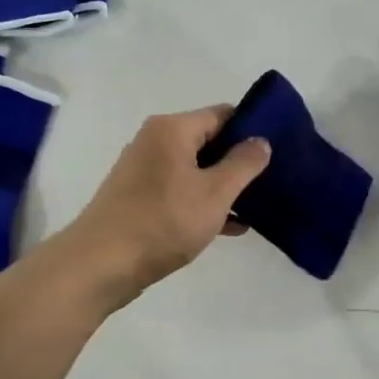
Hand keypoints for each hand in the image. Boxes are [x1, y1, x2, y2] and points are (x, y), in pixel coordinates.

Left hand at [58, 104, 271, 308]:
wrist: (101, 264)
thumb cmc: (163, 222)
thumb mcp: (215, 193)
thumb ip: (243, 164)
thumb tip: (261, 141)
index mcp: (172, 129)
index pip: (222, 114)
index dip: (251, 129)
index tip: (277, 151)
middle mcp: (154, 141)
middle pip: (208, 140)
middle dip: (238, 161)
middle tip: (271, 181)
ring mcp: (142, 170)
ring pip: (195, 169)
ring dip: (223, 186)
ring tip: (256, 207)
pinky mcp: (137, 198)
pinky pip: (179, 190)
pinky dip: (202, 202)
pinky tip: (229, 227)